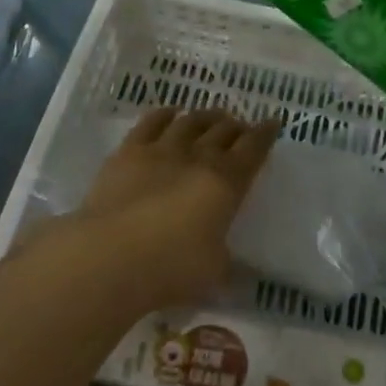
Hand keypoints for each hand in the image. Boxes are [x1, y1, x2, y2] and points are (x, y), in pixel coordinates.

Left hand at [65, 107, 280, 307]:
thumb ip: (225, 260)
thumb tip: (229, 261)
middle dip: (236, 126)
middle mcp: (198, 157)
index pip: (253, 149)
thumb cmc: (171, 267)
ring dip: (206, 116)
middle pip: (224, 130)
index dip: (266, 134)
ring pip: (191, 121)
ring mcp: (162, 150)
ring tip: (212, 116)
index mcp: (226, 182)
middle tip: (241, 128)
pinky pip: (151, 123)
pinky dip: (165, 114)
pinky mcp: (129, 152)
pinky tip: (171, 113)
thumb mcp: (214, 272)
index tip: (273, 123)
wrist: (111, 254)